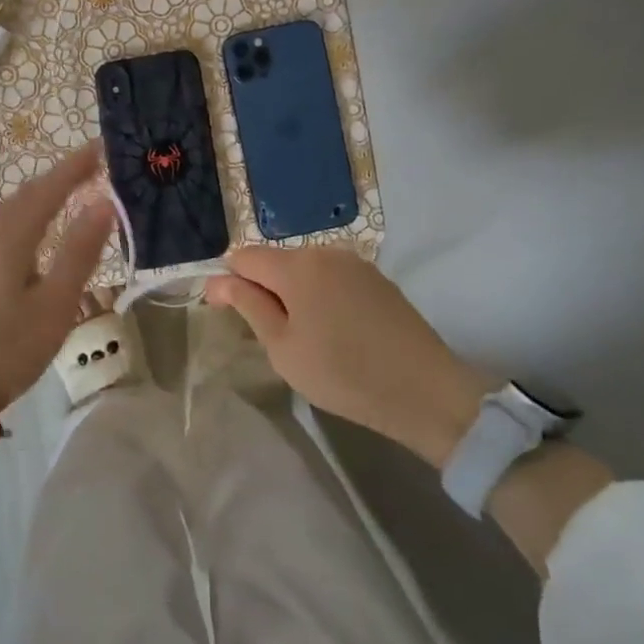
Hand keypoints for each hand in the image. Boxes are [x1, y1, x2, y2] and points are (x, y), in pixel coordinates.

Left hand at [0, 143, 113, 410]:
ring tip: (60, 197)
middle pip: (25, 196)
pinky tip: (12, 227)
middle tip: (89, 170)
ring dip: (35, 199)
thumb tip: (103, 204)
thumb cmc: (5, 348)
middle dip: (57, 180)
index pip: (49, 188)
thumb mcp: (54, 304)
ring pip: (5, 212)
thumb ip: (79, 252)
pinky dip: (14, 218)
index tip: (101, 147)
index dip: (75, 166)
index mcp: (10, 235)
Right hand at [206, 246, 494, 466]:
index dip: (227, 282)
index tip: (225, 313)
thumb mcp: (282, 347)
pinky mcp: (378, 280)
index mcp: (297, 265)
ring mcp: (356, 264)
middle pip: (276, 261)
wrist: (425, 391)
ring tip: (301, 336)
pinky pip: (332, 279)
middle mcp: (326, 252)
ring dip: (291, 293)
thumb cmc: (341, 373)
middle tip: (266, 335)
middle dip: (261, 288)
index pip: (244, 257)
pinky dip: (320, 297)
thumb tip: (219, 280)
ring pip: (305, 271)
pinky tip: (332, 331)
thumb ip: (249, 306)